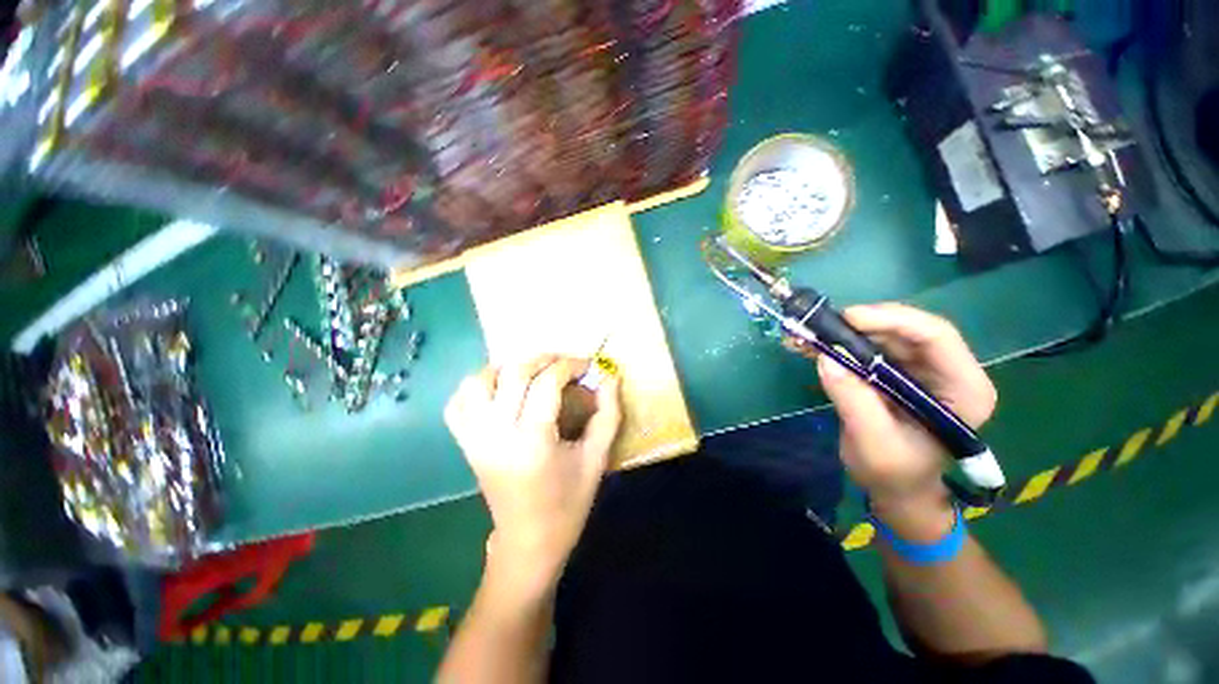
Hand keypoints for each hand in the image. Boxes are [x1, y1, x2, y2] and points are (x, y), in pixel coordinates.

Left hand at [445, 355, 622, 589]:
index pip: (547, 383)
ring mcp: (475, 438)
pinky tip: (500, 389)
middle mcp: (497, 433)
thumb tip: (611, 378)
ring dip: (507, 368)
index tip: (588, 365)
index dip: (570, 366)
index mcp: (532, 440)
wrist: (528, 543)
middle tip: (565, 364)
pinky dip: (477, 387)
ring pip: (478, 381)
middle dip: (544, 359)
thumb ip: (608, 415)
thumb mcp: (596, 459)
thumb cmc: (568, 504)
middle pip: (514, 374)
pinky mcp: (465, 444)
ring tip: (532, 373)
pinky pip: (458, 403)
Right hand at [815, 305, 996, 534]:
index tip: (847, 319)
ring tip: (809, 336)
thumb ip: (854, 399)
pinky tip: (813, 346)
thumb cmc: (894, 473)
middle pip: (908, 330)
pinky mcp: (896, 372)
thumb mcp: (873, 441)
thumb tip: (825, 357)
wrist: (895, 488)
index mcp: (963, 389)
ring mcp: (921, 370)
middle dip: (862, 324)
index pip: (936, 336)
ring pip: (884, 334)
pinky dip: (840, 344)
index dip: (892, 319)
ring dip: (845, 333)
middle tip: (820, 327)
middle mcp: (947, 371)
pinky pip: (868, 347)